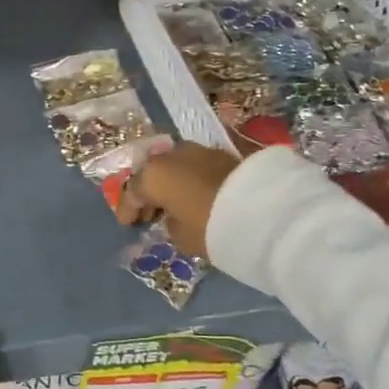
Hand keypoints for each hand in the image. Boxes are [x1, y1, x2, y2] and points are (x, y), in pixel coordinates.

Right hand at [114, 143, 241, 260]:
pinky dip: (190, 179)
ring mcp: (197, 150)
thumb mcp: (182, 237)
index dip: (127, 209)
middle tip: (149, 213)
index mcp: (153, 175)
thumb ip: (170, 225)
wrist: (261, 208)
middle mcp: (171, 156)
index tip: (127, 223)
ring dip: (171, 183)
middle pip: (152, 173)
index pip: (132, 192)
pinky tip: (194, 194)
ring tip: (174, 204)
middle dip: (149, 192)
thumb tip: (173, 216)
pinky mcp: (222, 153)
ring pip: (175, 166)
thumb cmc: (209, 226)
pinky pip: (195, 167)